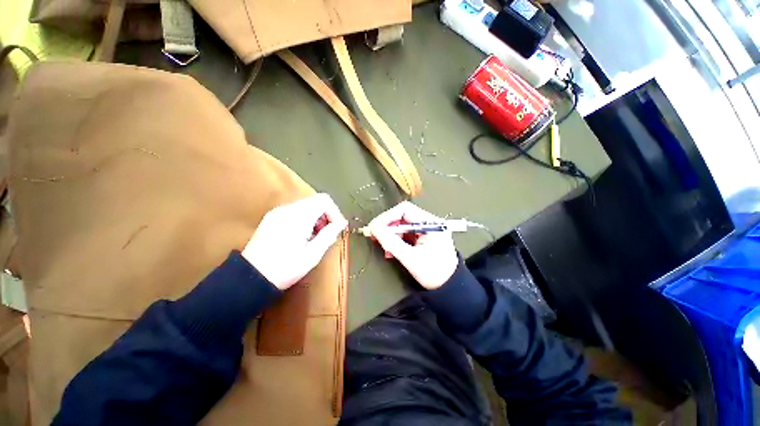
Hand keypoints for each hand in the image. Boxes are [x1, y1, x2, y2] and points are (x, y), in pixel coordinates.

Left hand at [242, 193, 347, 289]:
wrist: (250, 278)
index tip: (336, 228)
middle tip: (326, 235)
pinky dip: (304, 219)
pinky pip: (294, 211)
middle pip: (315, 201)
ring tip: (314, 238)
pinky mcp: (271, 218)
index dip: (334, 212)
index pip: (324, 200)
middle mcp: (287, 209)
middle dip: (325, 216)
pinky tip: (301, 236)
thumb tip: (340, 223)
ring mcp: (277, 212)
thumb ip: (329, 235)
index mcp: (299, 216)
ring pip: (305, 206)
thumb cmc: (285, 268)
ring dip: (315, 218)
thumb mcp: (313, 254)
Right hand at [367, 202, 457, 289]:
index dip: (387, 216)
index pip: (405, 210)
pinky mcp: (423, 238)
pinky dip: (396, 240)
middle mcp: (429, 222)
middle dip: (387, 227)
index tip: (374, 227)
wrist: (449, 288)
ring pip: (402, 225)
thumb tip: (373, 227)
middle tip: (375, 237)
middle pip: (402, 216)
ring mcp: (426, 230)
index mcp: (431, 223)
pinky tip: (391, 251)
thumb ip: (390, 241)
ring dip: (390, 235)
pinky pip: (405, 234)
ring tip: (385, 248)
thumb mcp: (410, 258)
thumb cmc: (433, 273)